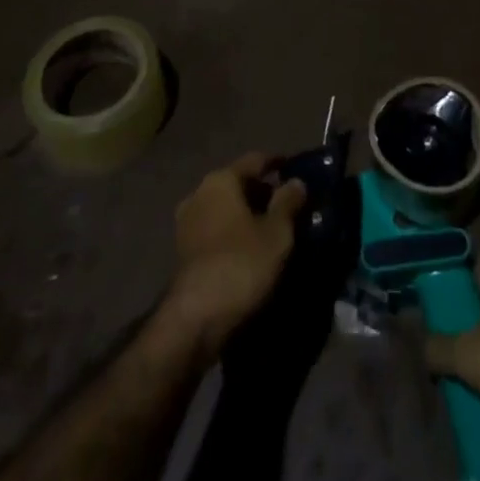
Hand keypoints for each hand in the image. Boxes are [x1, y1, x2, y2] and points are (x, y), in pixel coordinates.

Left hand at [159, 152, 305, 358]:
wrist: (195, 320)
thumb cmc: (241, 264)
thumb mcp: (277, 233)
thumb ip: (288, 202)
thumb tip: (296, 182)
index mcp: (221, 179)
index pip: (255, 160)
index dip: (277, 163)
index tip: (295, 169)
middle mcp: (199, 193)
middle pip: (238, 183)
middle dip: (263, 192)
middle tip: (288, 206)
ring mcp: (187, 223)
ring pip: (225, 208)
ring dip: (247, 215)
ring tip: (272, 230)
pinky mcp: (183, 252)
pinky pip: (216, 230)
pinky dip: (234, 233)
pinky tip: (251, 249)